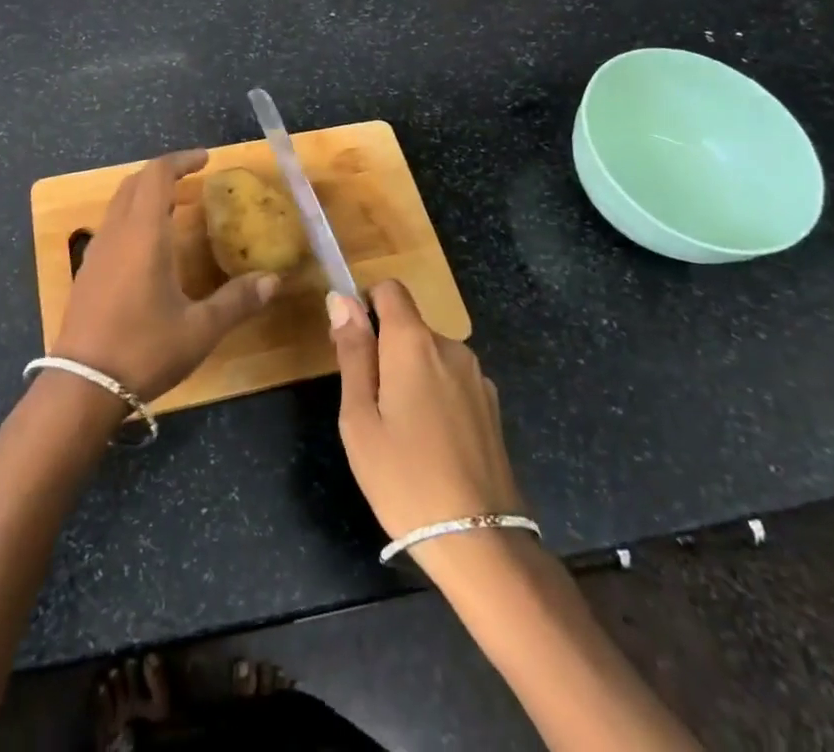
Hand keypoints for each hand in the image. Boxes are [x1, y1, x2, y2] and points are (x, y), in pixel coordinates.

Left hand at [55, 149, 279, 402]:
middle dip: (164, 173)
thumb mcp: (199, 329)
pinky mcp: (87, 271)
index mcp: (143, 233)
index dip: (181, 160)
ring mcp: (96, 251)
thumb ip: (237, 301)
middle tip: (193, 180)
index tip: (206, 159)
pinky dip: (133, 217)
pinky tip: (150, 246)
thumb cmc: (143, 349)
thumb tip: (273, 280)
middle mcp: (116, 232)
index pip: (157, 174)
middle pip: (134, 182)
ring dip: (146, 194)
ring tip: (175, 208)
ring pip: (119, 203)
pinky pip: (111, 226)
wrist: (82, 386)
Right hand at [328, 280, 524, 541]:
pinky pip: (451, 381)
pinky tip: (431, 444)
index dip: (366, 306)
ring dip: (409, 375)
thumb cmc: (404, 477)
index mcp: (414, 342)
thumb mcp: (359, 417)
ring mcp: (477, 377)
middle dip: (384, 349)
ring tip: (399, 432)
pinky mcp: (492, 406)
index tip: (353, 347)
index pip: (389, 290)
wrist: (480, 542)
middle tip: (368, 405)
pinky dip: (434, 395)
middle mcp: (451, 346)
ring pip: (429, 355)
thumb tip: (340, 299)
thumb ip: (352, 352)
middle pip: (408, 325)